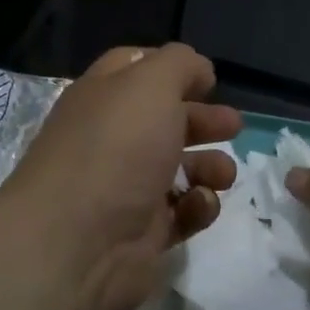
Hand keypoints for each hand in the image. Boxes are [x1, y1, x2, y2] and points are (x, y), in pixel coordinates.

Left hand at [0, 44, 240, 309]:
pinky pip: (181, 213)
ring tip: (222, 174)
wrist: (76, 244)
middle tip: (233, 127)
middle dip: (204, 121)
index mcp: (103, 98)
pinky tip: (198, 206)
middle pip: (166, 121)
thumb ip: (180, 65)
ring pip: (180, 168)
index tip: (208, 80)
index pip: (135, 68)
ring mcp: (127, 188)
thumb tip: (199, 71)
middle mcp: (112, 140)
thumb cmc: (115, 150)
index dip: (172, 68)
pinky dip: (197, 207)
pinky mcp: (143, 233)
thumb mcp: (150, 85)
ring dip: (210, 166)